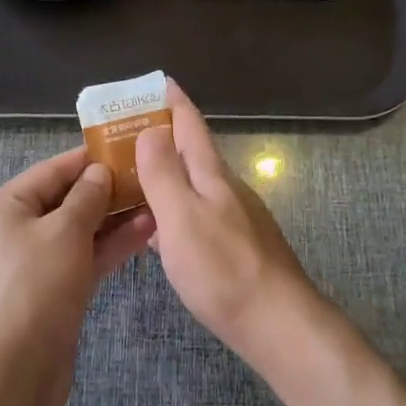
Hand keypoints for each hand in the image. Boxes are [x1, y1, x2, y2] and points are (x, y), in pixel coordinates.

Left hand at [0, 148, 155, 405]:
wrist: (12, 375)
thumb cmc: (33, 287)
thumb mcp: (64, 231)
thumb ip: (87, 196)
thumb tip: (99, 171)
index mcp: (2, 207)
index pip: (51, 171)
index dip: (88, 159)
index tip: (125, 146)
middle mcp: (11, 231)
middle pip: (64, 201)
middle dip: (106, 190)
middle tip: (147, 175)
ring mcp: (31, 265)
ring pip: (77, 232)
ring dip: (113, 219)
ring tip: (156, 201)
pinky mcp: (50, 294)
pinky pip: (81, 259)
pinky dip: (108, 247)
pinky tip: (145, 232)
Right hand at [134, 82, 324, 369]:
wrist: (279, 324)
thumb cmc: (223, 269)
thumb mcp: (182, 217)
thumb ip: (163, 173)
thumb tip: (151, 129)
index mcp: (211, 174)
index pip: (190, 124)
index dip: (174, 101)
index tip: (159, 80)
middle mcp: (226, 188)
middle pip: (192, 151)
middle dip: (163, 136)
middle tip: (126, 133)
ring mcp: (235, 217)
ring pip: (194, 183)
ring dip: (167, 173)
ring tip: (133, 177)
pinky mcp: (237, 245)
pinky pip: (198, 212)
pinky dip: (174, 207)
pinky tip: (159, 228)